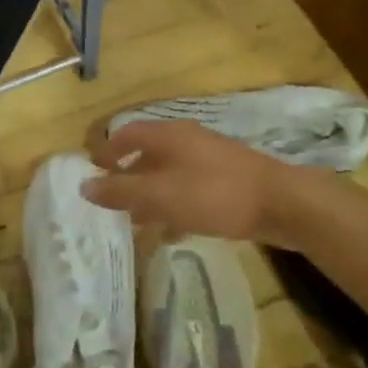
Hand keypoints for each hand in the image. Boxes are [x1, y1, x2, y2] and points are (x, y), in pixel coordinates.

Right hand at [81, 120, 303, 243]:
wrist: (282, 203)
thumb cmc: (214, 193)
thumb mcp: (161, 195)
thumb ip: (121, 191)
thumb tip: (84, 186)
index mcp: (169, 136)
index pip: (127, 133)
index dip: (106, 151)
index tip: (91, 172)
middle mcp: (187, 142)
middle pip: (147, 156)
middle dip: (127, 180)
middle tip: (110, 205)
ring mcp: (209, 162)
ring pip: (168, 177)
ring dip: (150, 198)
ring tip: (135, 225)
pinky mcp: (226, 183)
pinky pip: (189, 193)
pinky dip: (174, 209)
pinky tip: (171, 234)